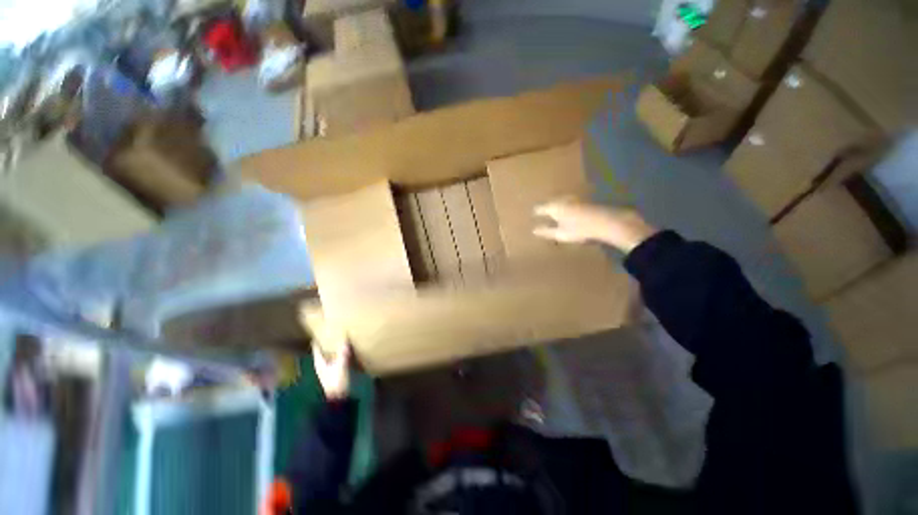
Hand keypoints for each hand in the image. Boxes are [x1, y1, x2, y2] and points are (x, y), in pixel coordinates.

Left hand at [302, 307, 351, 399]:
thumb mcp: (340, 368)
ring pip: (329, 354)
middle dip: (326, 341)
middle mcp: (322, 364)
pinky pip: (336, 358)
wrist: (338, 399)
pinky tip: (346, 349)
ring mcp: (328, 368)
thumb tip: (345, 340)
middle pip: (323, 350)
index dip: (318, 338)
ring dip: (333, 347)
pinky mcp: (335, 372)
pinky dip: (339, 352)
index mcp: (319, 362)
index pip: (316, 348)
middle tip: (333, 330)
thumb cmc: (336, 383)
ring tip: (341, 337)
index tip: (322, 328)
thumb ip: (342, 355)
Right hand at [533, 199, 657, 252]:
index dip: (536, 212)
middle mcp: (563, 200)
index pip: (540, 208)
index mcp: (554, 207)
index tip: (532, 214)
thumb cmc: (580, 229)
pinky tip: (569, 211)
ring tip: (554, 211)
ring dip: (557, 205)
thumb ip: (546, 232)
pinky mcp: (585, 201)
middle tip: (542, 212)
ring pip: (561, 201)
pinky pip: (570, 202)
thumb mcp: (560, 234)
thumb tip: (534, 230)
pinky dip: (566, 206)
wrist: (607, 222)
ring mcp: (575, 199)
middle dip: (546, 207)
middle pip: (551, 202)